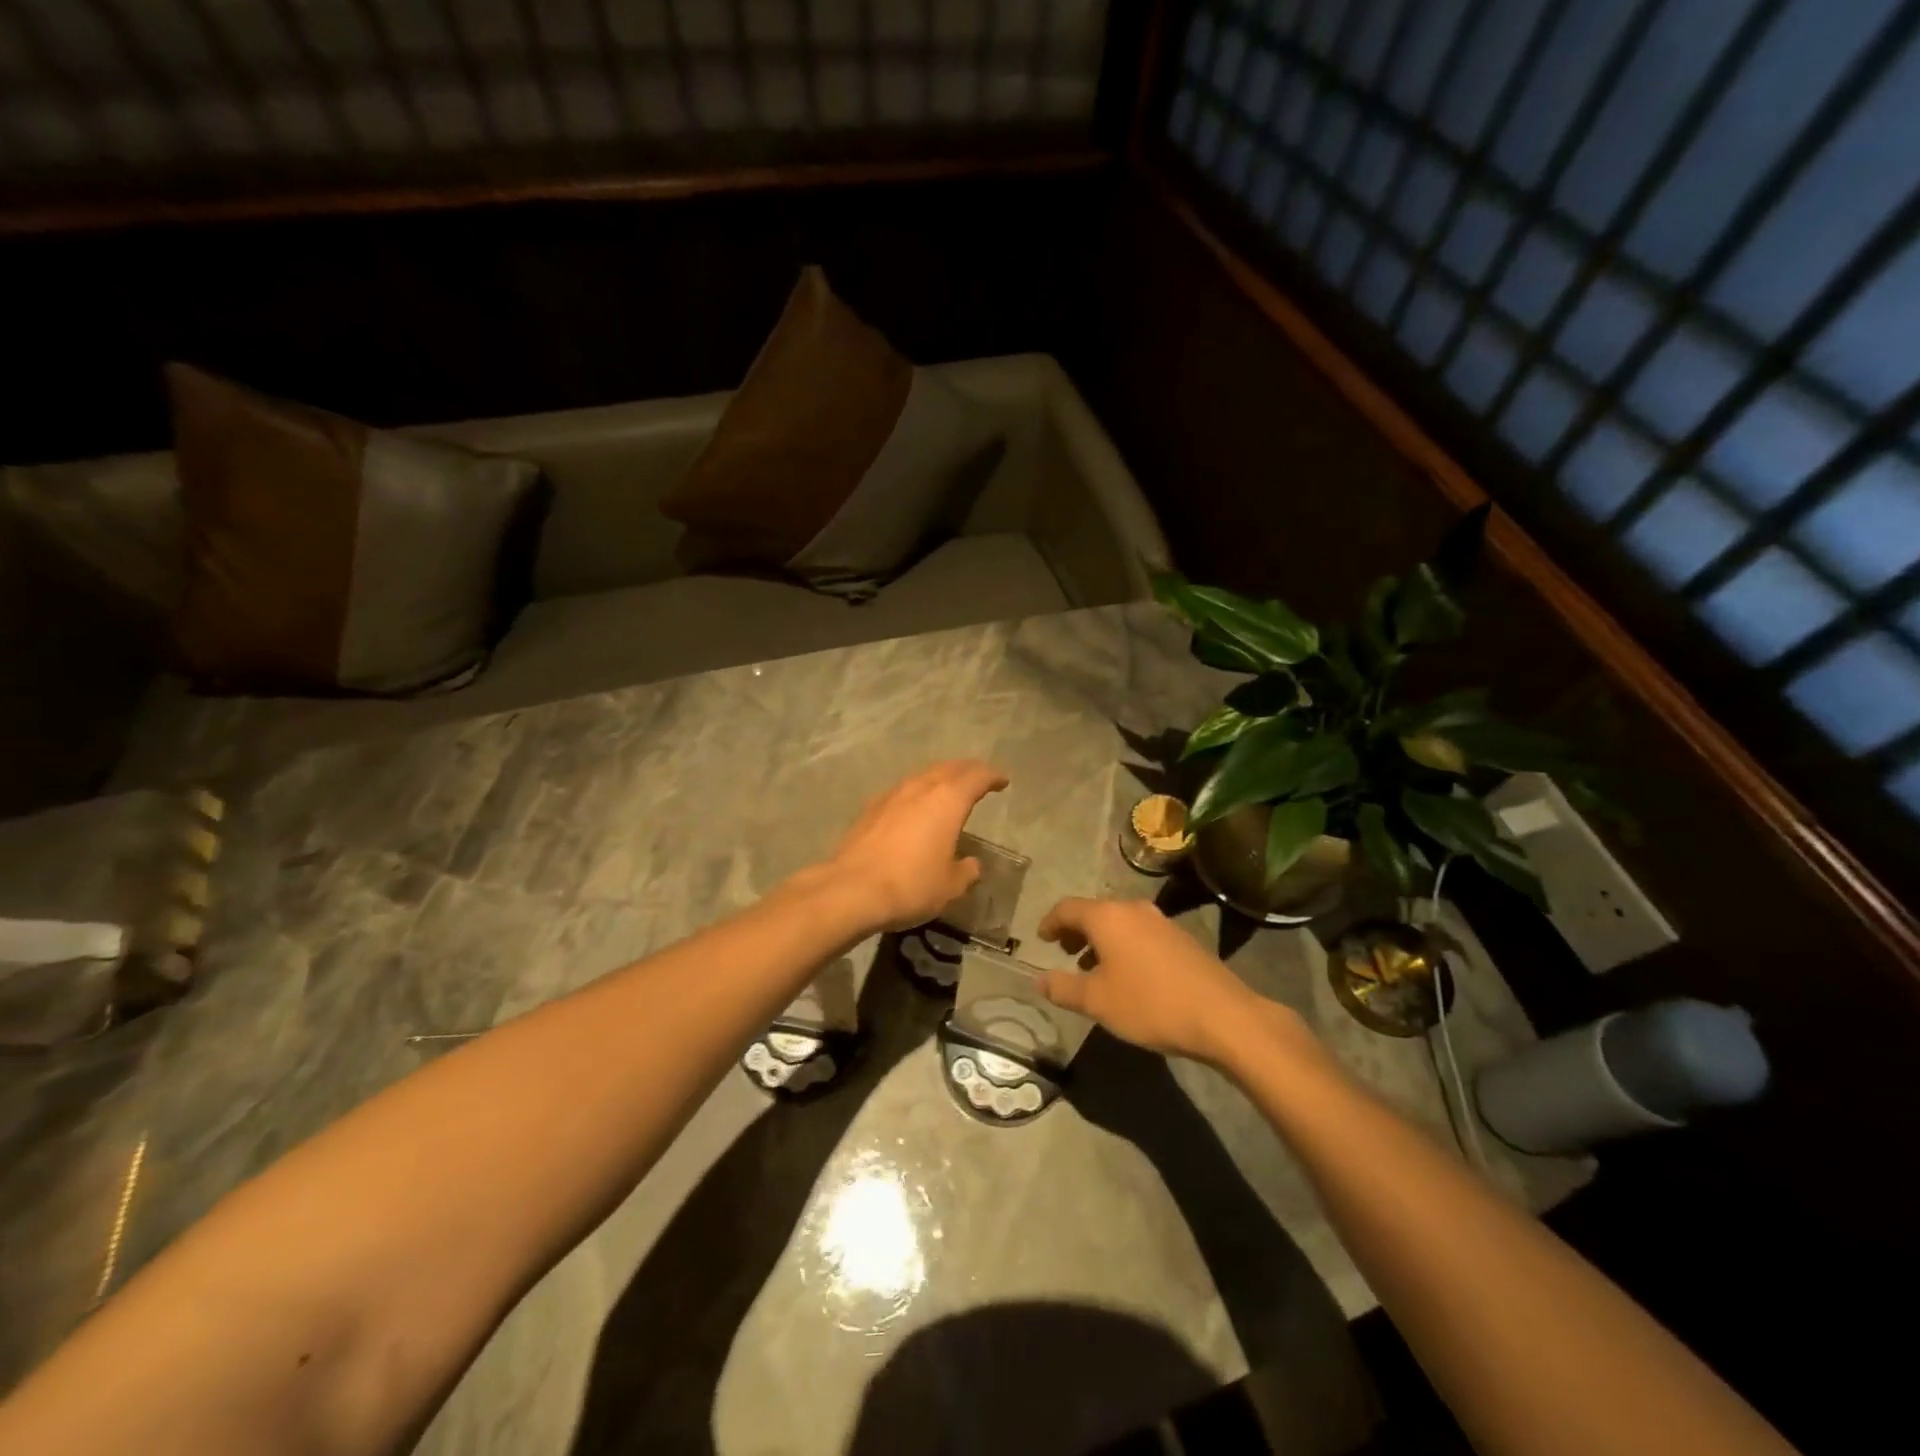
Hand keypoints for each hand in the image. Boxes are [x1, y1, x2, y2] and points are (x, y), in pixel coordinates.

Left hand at [823, 761, 1008, 933]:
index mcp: (947, 800)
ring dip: (940, 778)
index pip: (976, 777)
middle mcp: (920, 788)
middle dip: (967, 770)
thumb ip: (966, 871)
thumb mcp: (950, 886)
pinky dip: (917, 792)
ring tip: (949, 789)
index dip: (992, 776)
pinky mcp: (870, 809)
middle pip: (949, 768)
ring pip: (923, 776)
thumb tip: (971, 864)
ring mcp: (892, 795)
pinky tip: (915, 807)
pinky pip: (902, 790)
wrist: (851, 890)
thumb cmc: (911, 885)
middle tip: (979, 777)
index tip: (1003, 780)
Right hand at [1036, 897, 1308, 1066]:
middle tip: (1066, 953)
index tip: (1042, 937)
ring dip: (1102, 941)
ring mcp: (1161, 922)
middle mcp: (1133, 909)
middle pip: (1095, 912)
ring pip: (1120, 923)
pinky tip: (1129, 976)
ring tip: (1095, 969)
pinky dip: (1125, 946)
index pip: (1067, 908)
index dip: (1050, 922)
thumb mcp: (1097, 1001)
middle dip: (1077, 931)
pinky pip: (1141, 934)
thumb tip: (1039, 980)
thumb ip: (1063, 988)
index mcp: (1107, 917)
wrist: (1222, 1015)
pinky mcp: (1182, 938)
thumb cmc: (1150, 1003)